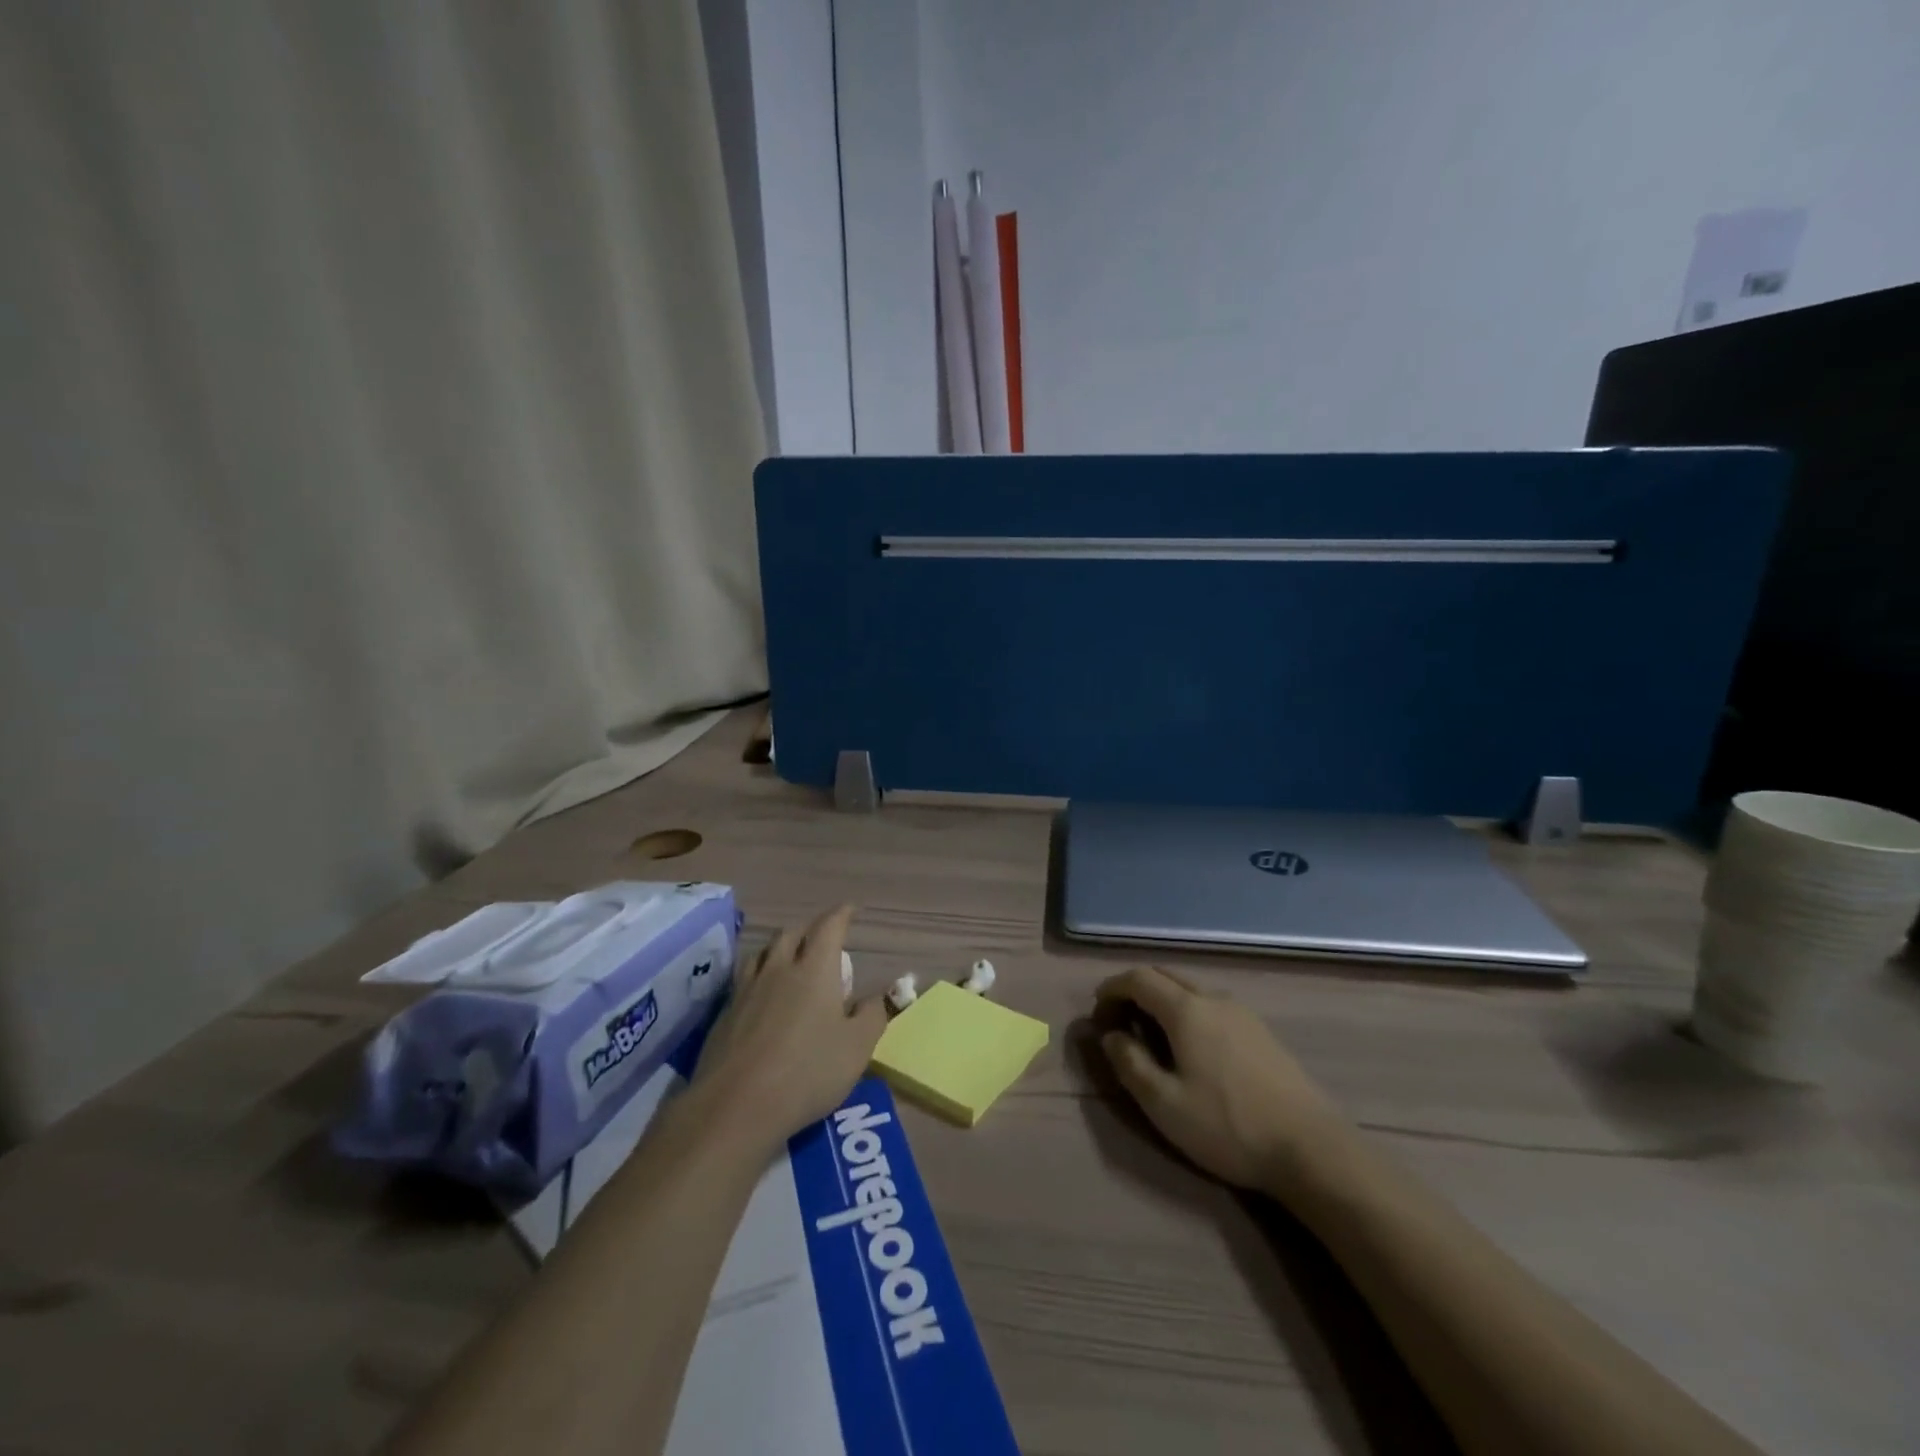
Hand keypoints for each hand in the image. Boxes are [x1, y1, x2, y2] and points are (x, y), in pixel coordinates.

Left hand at [693, 905, 886, 1153]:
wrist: (736, 1105)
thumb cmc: (808, 1072)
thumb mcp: (857, 1047)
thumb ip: (873, 1014)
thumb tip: (883, 994)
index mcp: (815, 969)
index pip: (828, 927)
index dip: (840, 915)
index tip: (849, 910)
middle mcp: (779, 969)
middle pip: (791, 934)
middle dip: (809, 930)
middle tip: (821, 939)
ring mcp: (746, 989)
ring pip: (762, 953)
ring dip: (778, 949)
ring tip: (788, 960)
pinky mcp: (724, 1013)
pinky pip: (744, 979)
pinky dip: (758, 976)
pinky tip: (761, 996)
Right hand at [1096, 966, 1340, 1192]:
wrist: (1311, 1149)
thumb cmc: (1228, 1126)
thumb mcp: (1164, 1104)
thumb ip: (1130, 1064)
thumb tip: (1110, 1036)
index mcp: (1186, 1009)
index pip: (1138, 978)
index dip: (1111, 989)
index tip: (1096, 1013)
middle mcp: (1213, 998)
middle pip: (1164, 976)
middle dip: (1135, 990)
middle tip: (1119, 1022)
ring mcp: (1242, 1013)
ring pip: (1190, 990)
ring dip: (1162, 1001)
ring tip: (1151, 1036)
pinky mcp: (1261, 1032)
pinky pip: (1211, 1006)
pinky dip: (1187, 1012)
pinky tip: (1191, 1048)